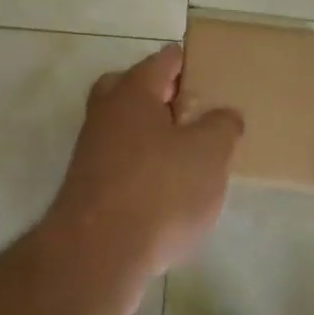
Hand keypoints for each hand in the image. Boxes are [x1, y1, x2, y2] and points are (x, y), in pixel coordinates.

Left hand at [44, 45, 243, 278]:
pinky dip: (143, 166)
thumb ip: (223, 126)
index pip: (166, 59)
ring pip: (126, 127)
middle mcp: (106, 112)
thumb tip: (225, 115)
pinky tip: (168, 190)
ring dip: (153, 134)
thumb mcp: (209, 153)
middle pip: (135, 88)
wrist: (97, 256)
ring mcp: (92, 150)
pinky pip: (121, 161)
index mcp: (133, 91)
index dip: (192, 63)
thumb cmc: (159, 191)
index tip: (216, 77)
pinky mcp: (89, 186)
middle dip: (165, 96)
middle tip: (195, 115)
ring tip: (190, 155)